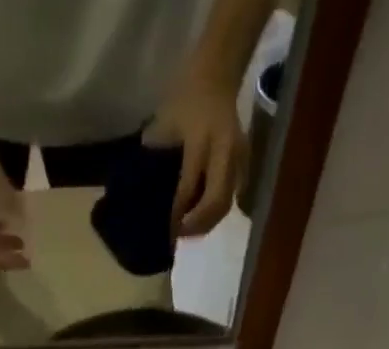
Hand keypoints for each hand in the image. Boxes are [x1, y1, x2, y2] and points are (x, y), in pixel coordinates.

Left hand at [145, 71, 243, 236]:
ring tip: (189, 230)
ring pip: (226, 203)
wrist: (216, 74)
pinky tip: (202, 217)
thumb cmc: (184, 98)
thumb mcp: (164, 125)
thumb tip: (144, 198)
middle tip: (179, 235)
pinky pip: (232, 195)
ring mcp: (239, 156)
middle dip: (196, 225)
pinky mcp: (244, 161)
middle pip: (215, 203)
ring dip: (208, 222)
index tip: (165, 232)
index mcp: (201, 140)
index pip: (188, 188)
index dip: (176, 215)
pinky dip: (216, 211)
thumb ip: (156, 160)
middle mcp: (224, 151)